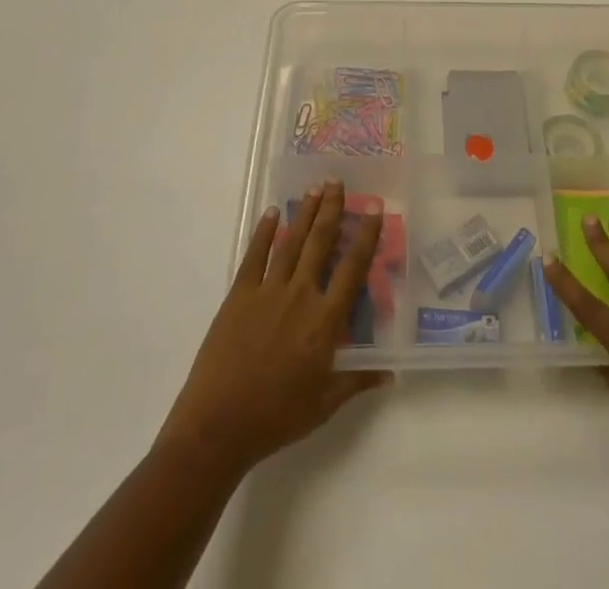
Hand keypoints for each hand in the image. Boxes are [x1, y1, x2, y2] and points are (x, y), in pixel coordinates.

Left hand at [156, 180, 392, 481]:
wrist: (218, 426)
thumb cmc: (276, 418)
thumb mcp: (324, 404)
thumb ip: (357, 381)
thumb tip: (389, 374)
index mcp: (325, 321)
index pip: (352, 268)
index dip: (366, 236)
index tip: (374, 208)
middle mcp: (300, 295)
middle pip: (320, 242)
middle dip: (332, 209)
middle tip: (337, 182)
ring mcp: (268, 291)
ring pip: (292, 242)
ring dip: (305, 213)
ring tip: (316, 188)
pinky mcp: (239, 295)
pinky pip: (255, 256)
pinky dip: (265, 232)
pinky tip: (273, 213)